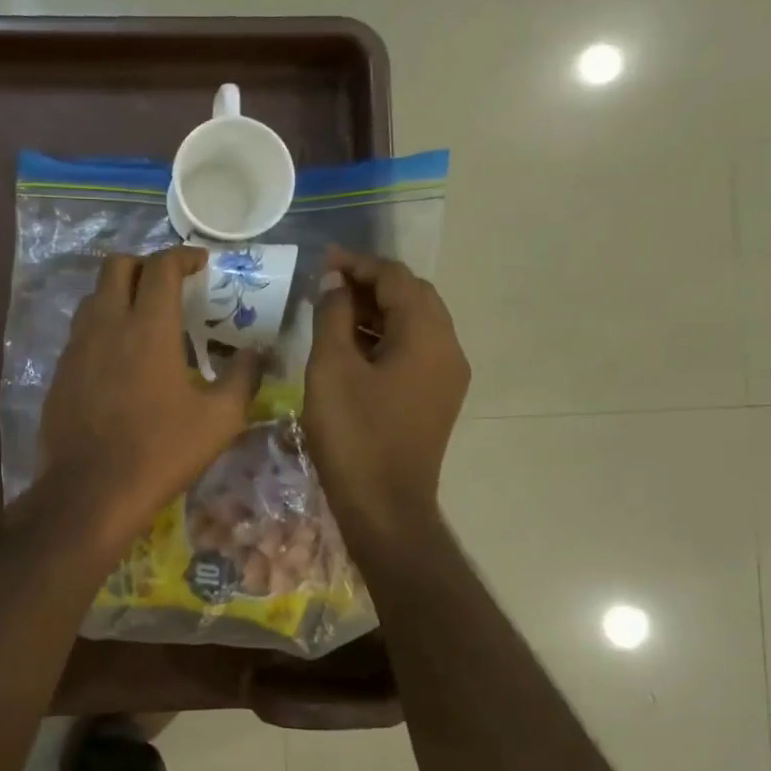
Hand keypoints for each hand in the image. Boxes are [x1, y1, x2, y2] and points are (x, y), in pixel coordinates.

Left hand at [40, 247, 259, 546]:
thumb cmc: (161, 451)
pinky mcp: (60, 372)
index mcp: (148, 326)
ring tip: (143, 318)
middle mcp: (107, 324)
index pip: (161, 266)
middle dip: (146, 264)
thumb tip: (257, 353)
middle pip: (117, 266)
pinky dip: (102, 327)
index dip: (183, 256)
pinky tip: (119, 359)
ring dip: (120, 293)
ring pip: (94, 296)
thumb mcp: (220, 419)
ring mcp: (77, 347)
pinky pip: (81, 331)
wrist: (91, 491)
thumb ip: (243, 377)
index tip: (201, 265)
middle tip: (169, 286)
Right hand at [302, 249, 469, 543]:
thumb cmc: (354, 435)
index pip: (397, 278)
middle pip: (413, 297)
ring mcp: (447, 377)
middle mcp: (448, 349)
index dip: (358, 264)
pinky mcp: (436, 399)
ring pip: (414, 325)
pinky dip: (385, 338)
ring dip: (377, 311)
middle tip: (327, 285)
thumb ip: (333, 316)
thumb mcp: (331, 368)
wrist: (385, 507)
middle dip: (370, 284)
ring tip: (333, 312)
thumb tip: (334, 282)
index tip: (322, 262)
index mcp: (427, 336)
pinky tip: (352, 347)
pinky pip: (413, 351)